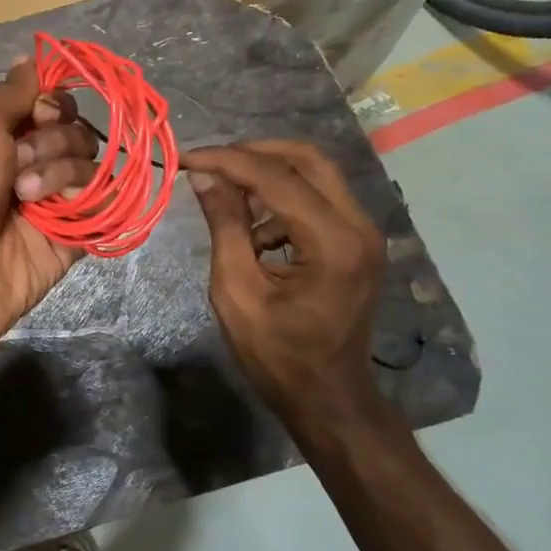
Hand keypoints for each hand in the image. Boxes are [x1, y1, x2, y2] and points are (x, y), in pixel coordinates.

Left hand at [0, 61, 98, 364]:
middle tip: (17, 162)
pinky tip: (57, 210)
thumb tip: (32, 58)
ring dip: (58, 169)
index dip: (52, 100)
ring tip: (25, 195)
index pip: (49, 101)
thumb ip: (13, 92)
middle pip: (74, 128)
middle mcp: (26, 162)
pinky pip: (102, 203)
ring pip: (90, 162)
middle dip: (51, 138)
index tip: (39, 111)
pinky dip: (87, 198)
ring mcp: (50, 200)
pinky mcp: (71, 235)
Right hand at [181, 141, 388, 433]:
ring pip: (314, 173)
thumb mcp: (237, 291)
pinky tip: (252, 230)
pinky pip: (317, 197)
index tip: (186, 159)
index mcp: (332, 242)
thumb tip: (205, 177)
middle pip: (306, 158)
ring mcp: (363, 232)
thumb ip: (224, 226)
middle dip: (252, 153)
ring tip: (224, 195)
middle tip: (210, 163)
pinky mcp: (356, 241)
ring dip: (266, 174)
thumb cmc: (277, 354)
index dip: (226, 160)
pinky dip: (281, 198)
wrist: (328, 397)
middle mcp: (359, 226)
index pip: (275, 177)